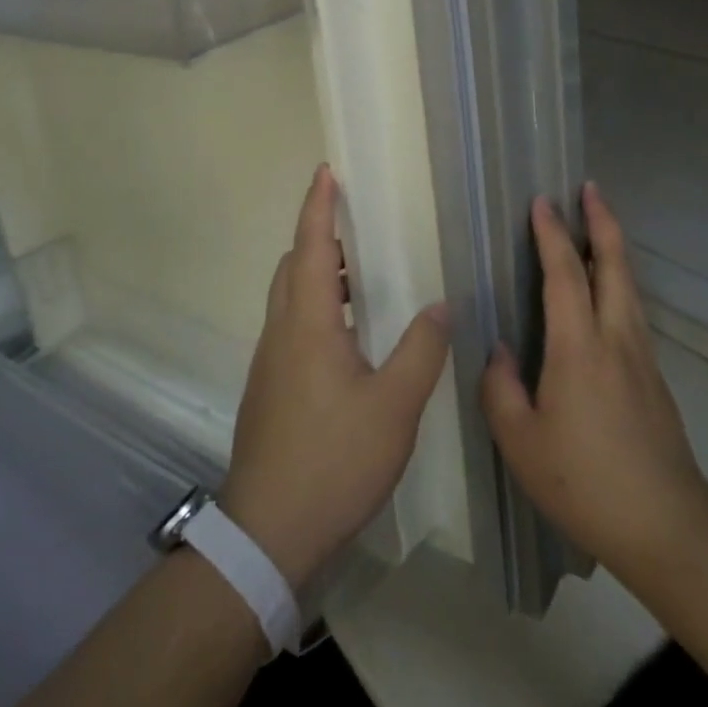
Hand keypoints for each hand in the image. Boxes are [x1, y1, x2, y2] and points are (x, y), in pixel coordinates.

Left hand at [220, 164, 451, 590]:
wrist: (267, 534)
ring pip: (288, 299)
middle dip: (318, 237)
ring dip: (316, 275)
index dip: (318, 206)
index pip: (310, 246)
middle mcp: (281, 332)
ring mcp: (269, 363)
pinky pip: (290, 328)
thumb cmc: (333, 460)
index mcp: (308, 323)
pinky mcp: (269, 391)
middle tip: (356, 229)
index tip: (326, 172)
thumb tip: (440, 306)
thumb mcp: (394, 406)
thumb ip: (421, 350)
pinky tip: (348, 340)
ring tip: (359, 280)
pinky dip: (314, 309)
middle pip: (292, 266)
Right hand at [481, 182, 707, 574]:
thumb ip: (502, 388)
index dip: (552, 234)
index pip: (565, 273)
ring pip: (629, 284)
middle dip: (602, 221)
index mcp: (579, 347)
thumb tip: (502, 350)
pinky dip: (619, 280)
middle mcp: (615, 337)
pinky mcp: (653, 375)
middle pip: (614, 263)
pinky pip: (632, 309)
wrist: (665, 523)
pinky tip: (608, 291)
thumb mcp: (521, 442)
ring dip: (614, 247)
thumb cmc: (584, 481)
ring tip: (599, 225)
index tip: (541, 201)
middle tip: (590, 188)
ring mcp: (641, 355)